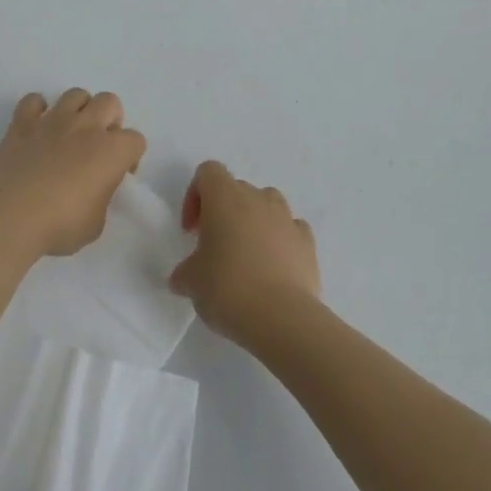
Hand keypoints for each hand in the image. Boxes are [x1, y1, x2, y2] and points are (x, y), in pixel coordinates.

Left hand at [0, 90, 146, 259]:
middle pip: (110, 102)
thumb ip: (101, 198)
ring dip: (78, 109)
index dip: (130, 157)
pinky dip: (37, 110)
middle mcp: (86, 126)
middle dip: (110, 119)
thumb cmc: (59, 225)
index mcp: (111, 151)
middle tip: (99, 145)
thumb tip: (93, 190)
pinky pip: (33, 101)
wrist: (11, 216)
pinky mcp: (23, 122)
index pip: (136, 140)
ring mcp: (53, 120)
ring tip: (70, 133)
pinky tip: (36, 128)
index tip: (119, 174)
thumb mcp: (95, 224)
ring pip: (76, 94)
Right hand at [169, 161, 320, 346]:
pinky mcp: (308, 242)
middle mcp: (257, 197)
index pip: (208, 172)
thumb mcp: (191, 282)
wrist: (282, 318)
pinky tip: (274, 269)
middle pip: (236, 189)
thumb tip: (183, 277)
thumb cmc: (228, 288)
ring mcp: (286, 217)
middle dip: (224, 212)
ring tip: (247, 257)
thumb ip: (185, 272)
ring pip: (267, 205)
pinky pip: (290, 230)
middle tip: (215, 248)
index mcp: (224, 197)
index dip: (195, 196)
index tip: (192, 230)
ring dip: (254, 222)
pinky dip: (281, 241)